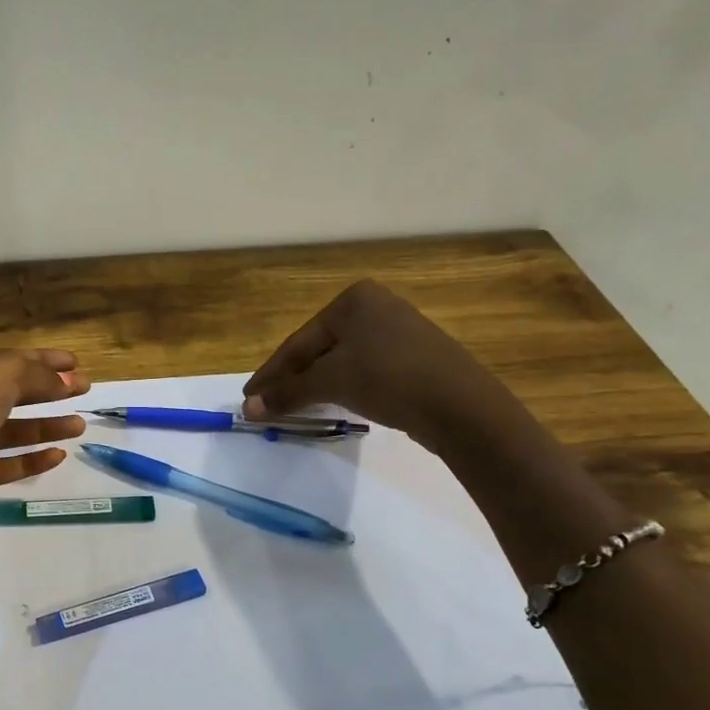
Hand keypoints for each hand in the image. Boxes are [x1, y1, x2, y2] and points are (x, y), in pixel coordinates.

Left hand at [0, 342, 88, 582]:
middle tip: (83, 390)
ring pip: (6, 429)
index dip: (40, 358)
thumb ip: (38, 373)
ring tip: (79, 425)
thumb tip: (67, 380)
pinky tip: (58, 455)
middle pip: (5, 391)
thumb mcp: (1, 371)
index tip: (75, 363)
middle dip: (45, 391)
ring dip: (43, 426)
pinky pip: (3, 463)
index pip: (2, 356)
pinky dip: (30, 459)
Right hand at [241, 281, 497, 450]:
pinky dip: (342, 387)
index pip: (298, 342)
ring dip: (314, 386)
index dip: (270, 373)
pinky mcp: (413, 358)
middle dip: (291, 380)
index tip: (248, 397)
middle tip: (265, 406)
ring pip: (341, 361)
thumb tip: (247, 408)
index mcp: (353, 300)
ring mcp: (398, 332)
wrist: (461, 406)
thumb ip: (286, 393)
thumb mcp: (331, 382)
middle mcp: (376, 307)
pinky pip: (364, 370)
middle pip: (318, 350)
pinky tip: (331, 404)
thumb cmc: (388, 378)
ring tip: (292, 408)